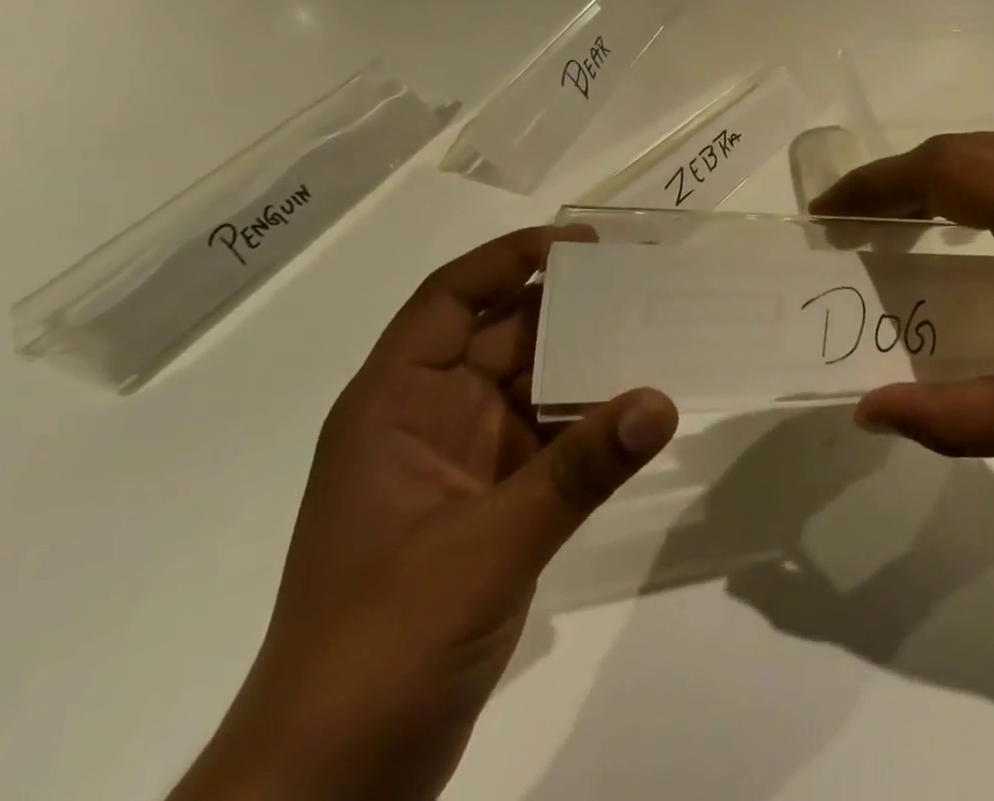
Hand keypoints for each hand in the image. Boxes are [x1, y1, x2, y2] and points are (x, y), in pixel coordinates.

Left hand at [170, 226, 677, 800]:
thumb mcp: (486, 546)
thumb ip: (579, 470)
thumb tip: (661, 400)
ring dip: (588, 366)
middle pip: (502, 337)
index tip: (583, 246)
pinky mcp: (490, 507)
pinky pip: (550, 441)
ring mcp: (460, 465)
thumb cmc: (381, 644)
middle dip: (569, 308)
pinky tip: (640, 414)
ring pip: (532, 388)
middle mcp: (427, 420)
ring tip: (657, 336)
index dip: (511, 259)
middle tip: (643, 284)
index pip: (451, 300)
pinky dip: (591, 424)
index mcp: (395, 404)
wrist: (332, 788)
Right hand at [811, 130, 993, 486]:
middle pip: (964, 150)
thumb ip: (949, 417)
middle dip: (902, 181)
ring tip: (902, 221)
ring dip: (945, 178)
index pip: (939, 170)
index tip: (826, 210)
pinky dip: (988, 181)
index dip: (874, 185)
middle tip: (854, 220)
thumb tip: (866, 414)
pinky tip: (978, 221)